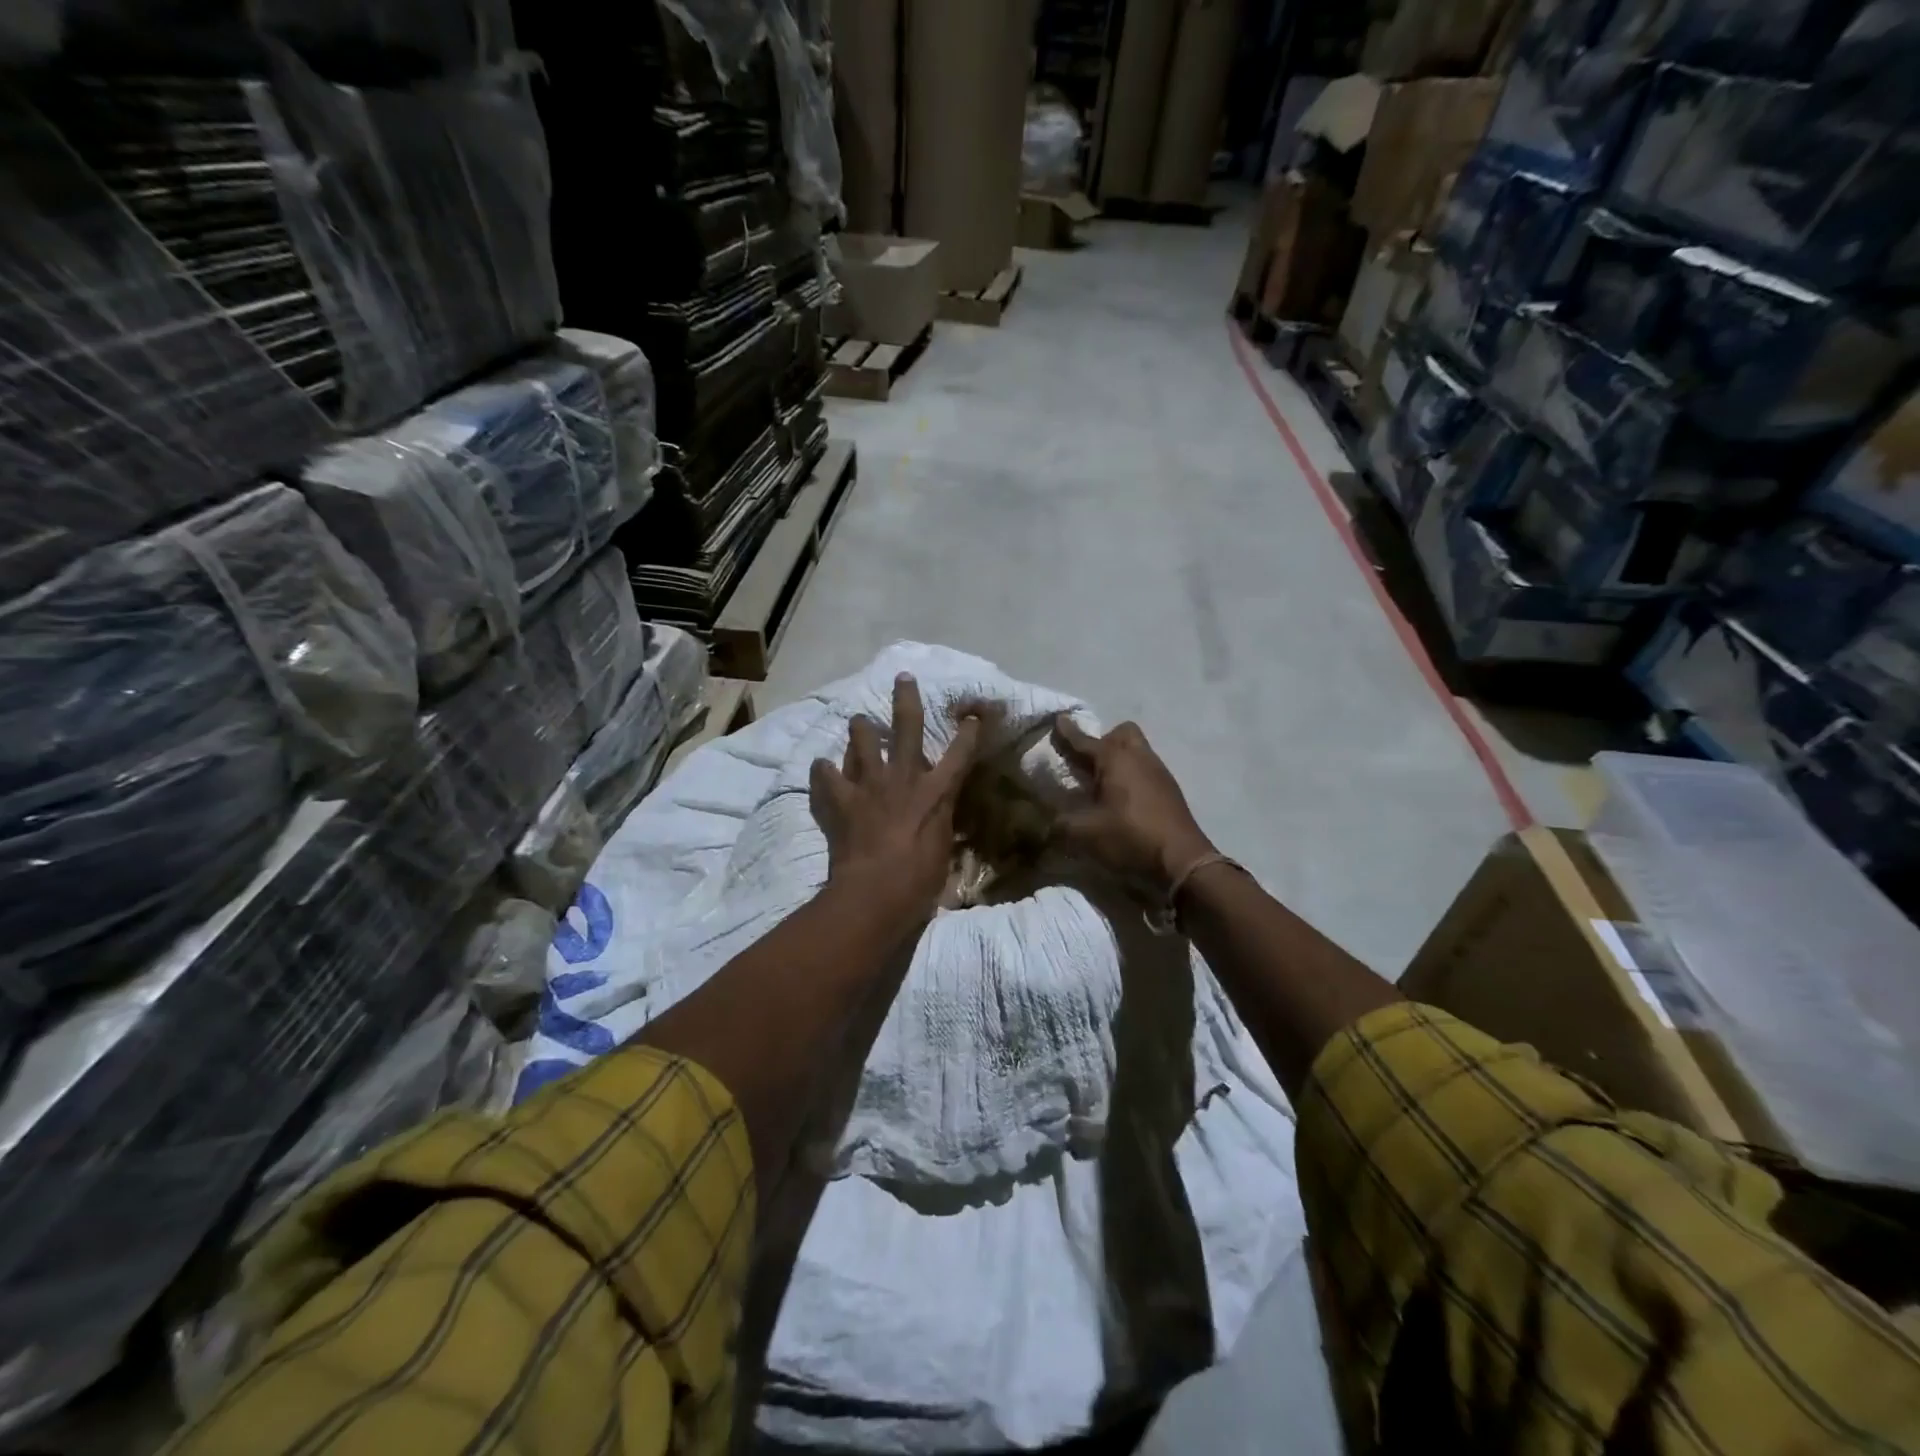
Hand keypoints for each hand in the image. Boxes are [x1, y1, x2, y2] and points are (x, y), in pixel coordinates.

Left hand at [810, 674, 981, 927]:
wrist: (875, 892)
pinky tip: (820, 767)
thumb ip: (940, 824)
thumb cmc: (920, 880)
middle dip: (906, 698)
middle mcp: (904, 778)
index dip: (968, 732)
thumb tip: (940, 818)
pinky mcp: (842, 799)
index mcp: (936, 792)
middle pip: (907, 726)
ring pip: (862, 740)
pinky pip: (826, 775)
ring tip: (858, 721)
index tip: (973, 713)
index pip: (959, 754)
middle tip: (902, 677)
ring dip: (860, 728)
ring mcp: (870, 784)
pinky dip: (823, 770)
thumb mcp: (942, 849)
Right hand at [1052, 716, 1214, 898]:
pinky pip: (1146, 768)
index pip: (1084, 741)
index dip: (1068, 732)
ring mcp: (1159, 771)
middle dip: (1103, 741)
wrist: (1181, 860)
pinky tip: (1124, 800)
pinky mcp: (1170, 789)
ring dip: (1120, 758)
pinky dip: (1133, 775)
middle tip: (1089, 763)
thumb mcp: (1085, 834)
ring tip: (1104, 784)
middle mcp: (1138, 757)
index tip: (1058, 720)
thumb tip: (1046, 823)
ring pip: (1137, 750)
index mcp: (1114, 759)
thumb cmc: (1130, 837)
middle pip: (1121, 732)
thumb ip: (1061, 824)